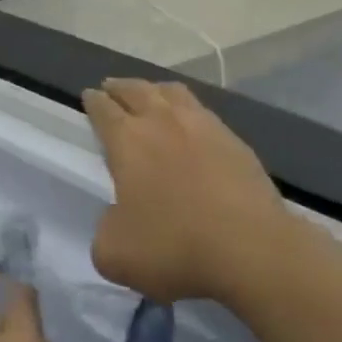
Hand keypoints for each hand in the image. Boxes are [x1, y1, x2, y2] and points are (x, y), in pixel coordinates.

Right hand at [82, 79, 305, 305]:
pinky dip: (189, 111)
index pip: (103, 109)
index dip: (93, 101)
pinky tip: (191, 124)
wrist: (252, 249)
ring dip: (155, 90)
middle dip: (119, 87)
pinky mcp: (236, 143)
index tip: (88, 96)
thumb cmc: (174, 247)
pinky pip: (204, 113)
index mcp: (127, 141)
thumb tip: (117, 218)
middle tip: (111, 87)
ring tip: (151, 94)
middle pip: (136, 90)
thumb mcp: (114, 254)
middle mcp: (163, 122)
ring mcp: (204, 128)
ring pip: (173, 93)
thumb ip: (105, 229)